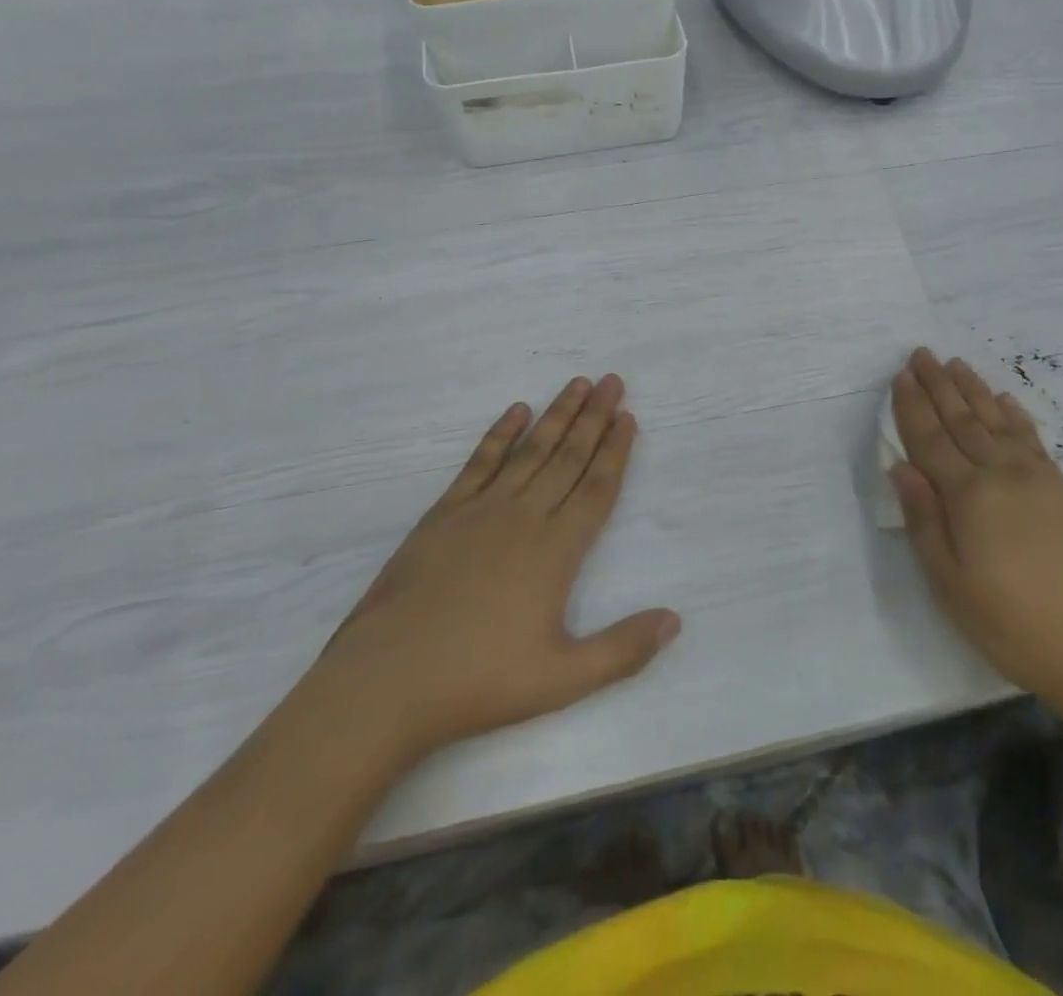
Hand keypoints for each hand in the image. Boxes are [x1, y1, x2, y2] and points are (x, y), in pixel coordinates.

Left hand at [312, 375, 680, 768]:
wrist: (387, 680)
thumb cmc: (479, 681)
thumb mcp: (563, 678)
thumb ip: (623, 649)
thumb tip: (674, 621)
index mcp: (556, 549)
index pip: (597, 487)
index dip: (616, 451)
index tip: (629, 417)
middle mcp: (525, 516)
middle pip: (568, 457)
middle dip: (594, 417)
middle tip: (613, 381)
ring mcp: (482, 510)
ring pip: (531, 451)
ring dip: (557, 415)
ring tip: (578, 383)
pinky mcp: (444, 513)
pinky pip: (480, 462)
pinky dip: (500, 434)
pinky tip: (516, 411)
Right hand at [889, 348, 1062, 727]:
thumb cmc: (1016, 626)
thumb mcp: (952, 585)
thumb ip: (924, 521)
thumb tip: (900, 468)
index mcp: (968, 496)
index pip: (929, 440)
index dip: (911, 407)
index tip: (900, 375)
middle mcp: (1002, 474)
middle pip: (962, 420)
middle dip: (938, 385)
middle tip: (922, 353)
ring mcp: (1039, 479)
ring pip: (997, 421)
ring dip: (974, 390)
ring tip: (956, 364)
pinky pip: (1033, 438)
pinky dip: (1015, 415)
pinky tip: (1006, 401)